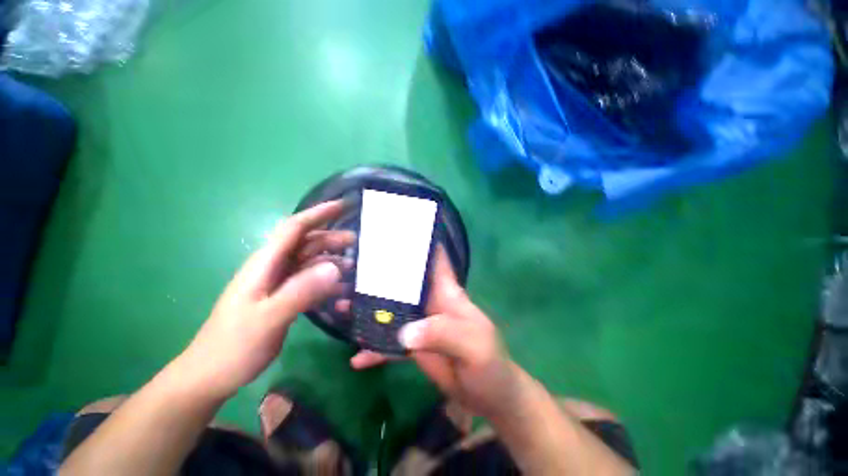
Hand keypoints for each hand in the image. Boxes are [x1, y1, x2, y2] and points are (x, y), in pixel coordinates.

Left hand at [176, 201, 353, 399]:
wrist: (211, 374)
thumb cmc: (234, 346)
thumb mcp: (268, 318)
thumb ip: (301, 291)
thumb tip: (334, 268)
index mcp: (266, 264)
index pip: (294, 228)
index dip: (319, 213)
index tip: (343, 206)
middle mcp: (273, 268)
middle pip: (306, 243)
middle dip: (331, 238)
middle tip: (357, 242)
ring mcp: (278, 283)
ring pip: (309, 262)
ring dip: (331, 259)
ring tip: (354, 265)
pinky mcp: (283, 297)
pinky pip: (309, 281)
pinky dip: (326, 280)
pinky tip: (340, 289)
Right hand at [351, 249, 521, 418]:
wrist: (487, 396)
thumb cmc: (489, 363)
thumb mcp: (473, 346)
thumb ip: (443, 334)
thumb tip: (405, 332)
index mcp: (446, 292)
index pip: (434, 258)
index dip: (420, 241)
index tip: (396, 229)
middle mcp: (430, 302)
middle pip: (403, 281)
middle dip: (381, 274)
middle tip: (350, 268)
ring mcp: (419, 323)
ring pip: (391, 309)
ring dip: (368, 309)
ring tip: (341, 307)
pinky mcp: (412, 345)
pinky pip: (389, 342)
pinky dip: (374, 347)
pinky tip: (356, 357)